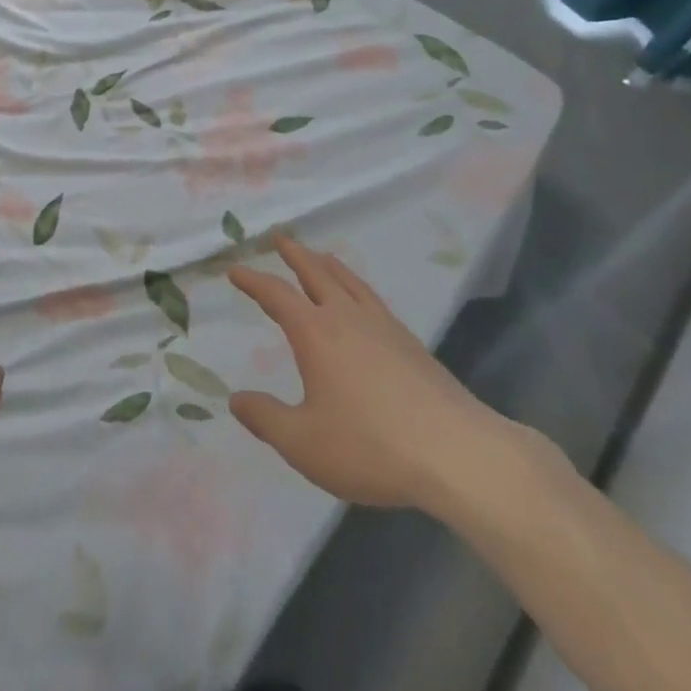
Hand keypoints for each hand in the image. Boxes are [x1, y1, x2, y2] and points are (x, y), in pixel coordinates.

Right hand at [228, 235, 513, 516]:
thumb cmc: (371, 445)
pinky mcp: (410, 342)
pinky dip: (356, 286)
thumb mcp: (305, 443)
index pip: (276, 295)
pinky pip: (373, 298)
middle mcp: (346, 317)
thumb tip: (235, 399)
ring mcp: (383, 325)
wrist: (456, 453)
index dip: (253, 280)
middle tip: (279, 237)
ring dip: (327, 264)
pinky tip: (362, 300)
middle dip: (294, 254)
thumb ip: (266, 419)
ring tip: (319, 255)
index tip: (235, 269)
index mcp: (316, 332)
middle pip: (316, 272)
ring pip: (349, 280)